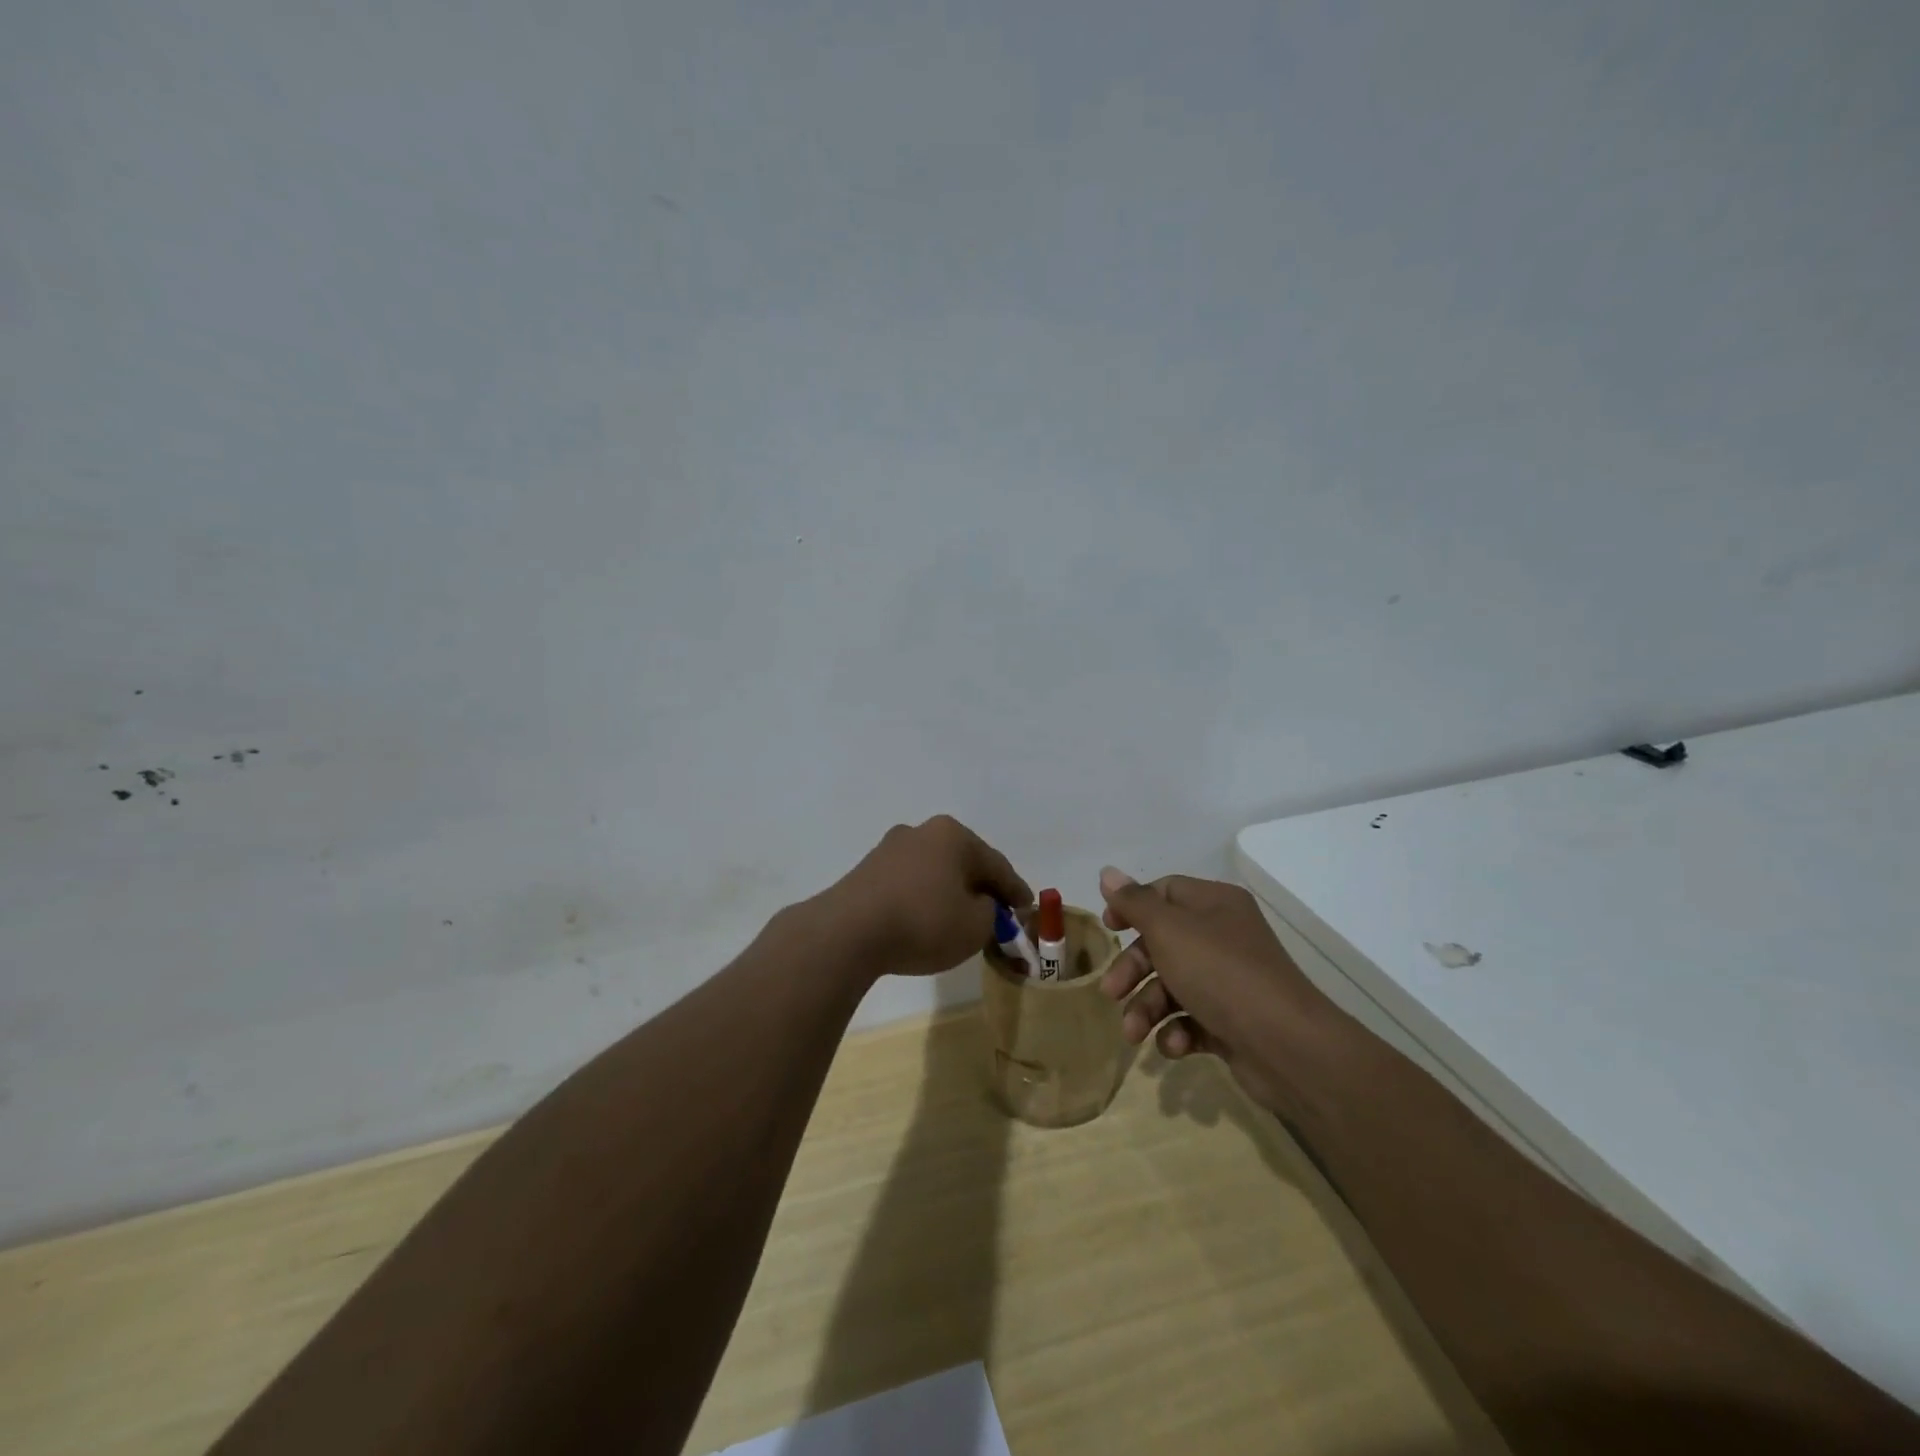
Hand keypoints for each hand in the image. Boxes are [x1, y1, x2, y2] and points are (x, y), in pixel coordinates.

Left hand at [816, 816, 1031, 980]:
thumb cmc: (924, 922)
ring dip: (949, 893)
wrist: (848, 932)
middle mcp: (921, 832)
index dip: (1015, 890)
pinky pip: (909, 884)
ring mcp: (889, 849)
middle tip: (997, 913)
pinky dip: (923, 899)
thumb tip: (980, 906)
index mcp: (953, 835)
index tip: (1027, 908)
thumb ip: (990, 914)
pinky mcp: (866, 872)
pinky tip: (925, 920)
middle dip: (981, 887)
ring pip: (934, 872)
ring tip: (960, 920)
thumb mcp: (976, 925)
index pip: (996, 864)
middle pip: (963, 862)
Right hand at [1097, 867, 1334, 1117]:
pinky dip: (1176, 1032)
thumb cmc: (1221, 973)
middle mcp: (1223, 936)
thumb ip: (1135, 902)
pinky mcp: (1232, 1021)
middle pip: (1162, 942)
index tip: (1108, 928)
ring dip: (1147, 1008)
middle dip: (1133, 970)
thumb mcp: (1169, 930)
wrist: (1286, 1046)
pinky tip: (1174, 1046)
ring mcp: (1229, 981)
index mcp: (1214, 904)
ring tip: (1134, 1034)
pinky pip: (1192, 1020)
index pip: (1164, 891)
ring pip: (1172, 985)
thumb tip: (1107, 872)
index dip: (1132, 907)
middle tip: (1111, 993)